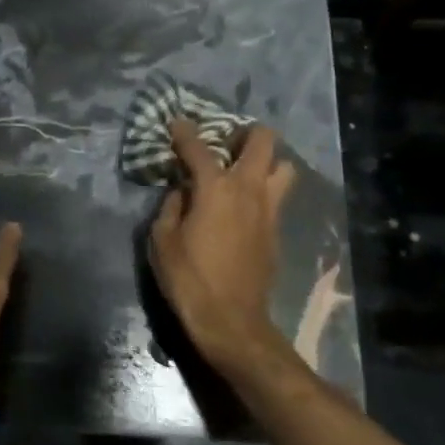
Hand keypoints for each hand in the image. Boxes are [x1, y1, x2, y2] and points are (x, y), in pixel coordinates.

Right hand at [148, 119, 295, 377]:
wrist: (231, 322)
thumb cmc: (189, 279)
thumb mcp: (162, 240)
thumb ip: (171, 206)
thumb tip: (181, 191)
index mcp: (216, 189)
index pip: (198, 148)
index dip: (184, 131)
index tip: (176, 122)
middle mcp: (249, 190)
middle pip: (263, 142)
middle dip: (245, 133)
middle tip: (224, 142)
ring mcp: (269, 210)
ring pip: (282, 168)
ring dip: (265, 162)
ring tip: (242, 171)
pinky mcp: (276, 231)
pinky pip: (277, 197)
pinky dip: (263, 191)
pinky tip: (243, 205)